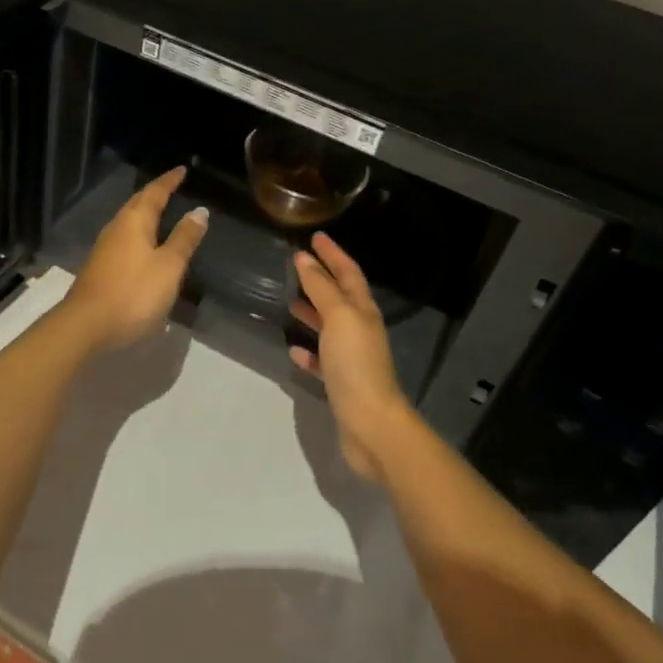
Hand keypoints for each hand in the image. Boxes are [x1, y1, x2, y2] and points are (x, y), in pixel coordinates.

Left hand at [63, 166, 207, 351]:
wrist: (86, 326)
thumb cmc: (133, 293)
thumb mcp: (168, 266)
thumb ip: (184, 239)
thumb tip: (199, 211)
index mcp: (134, 222)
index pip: (154, 193)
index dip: (169, 181)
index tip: (181, 170)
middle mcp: (116, 228)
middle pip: (137, 204)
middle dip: (155, 194)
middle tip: (171, 187)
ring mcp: (104, 249)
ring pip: (128, 222)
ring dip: (144, 214)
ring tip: (160, 213)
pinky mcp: (100, 268)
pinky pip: (123, 239)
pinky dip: (138, 234)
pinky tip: (144, 246)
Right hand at [290, 233, 413, 480]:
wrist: (372, 425)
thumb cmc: (356, 364)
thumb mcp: (338, 317)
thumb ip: (321, 288)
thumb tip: (304, 258)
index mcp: (363, 311)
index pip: (348, 273)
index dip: (333, 254)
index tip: (316, 236)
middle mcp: (360, 330)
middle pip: (340, 297)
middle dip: (322, 279)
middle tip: (299, 265)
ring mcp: (352, 358)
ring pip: (330, 327)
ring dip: (313, 312)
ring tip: (290, 302)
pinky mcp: (341, 384)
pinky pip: (322, 360)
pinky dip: (309, 352)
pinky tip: (293, 350)